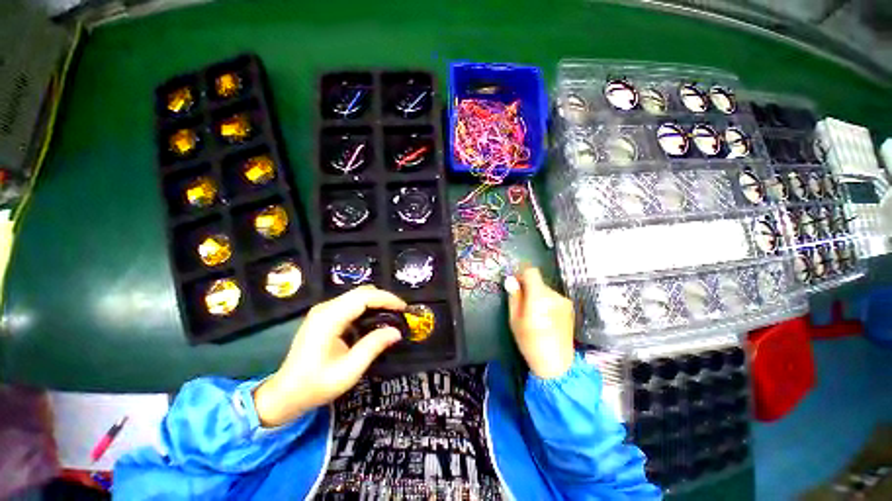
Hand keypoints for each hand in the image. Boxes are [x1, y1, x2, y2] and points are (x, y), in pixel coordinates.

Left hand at [253, 286, 405, 426]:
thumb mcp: (349, 370)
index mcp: (329, 318)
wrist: (285, 394)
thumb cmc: (316, 385)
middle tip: (400, 312)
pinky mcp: (324, 316)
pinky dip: (367, 308)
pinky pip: (351, 304)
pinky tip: (375, 320)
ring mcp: (324, 311)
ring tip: (392, 315)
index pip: (364, 297)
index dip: (387, 299)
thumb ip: (373, 346)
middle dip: (384, 299)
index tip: (404, 308)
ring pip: (357, 296)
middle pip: (361, 292)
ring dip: (376, 302)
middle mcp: (326, 308)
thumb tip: (396, 331)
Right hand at [505, 267, 574, 379]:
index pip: (531, 271)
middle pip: (538, 282)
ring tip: (534, 314)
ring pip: (545, 290)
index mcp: (539, 297)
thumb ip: (514, 297)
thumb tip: (510, 279)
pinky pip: (553, 298)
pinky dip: (547, 302)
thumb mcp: (515, 319)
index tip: (515, 284)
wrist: (557, 364)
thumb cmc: (530, 342)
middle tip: (521, 304)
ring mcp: (564, 301)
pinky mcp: (570, 308)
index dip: (521, 274)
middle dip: (528, 288)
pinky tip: (545, 318)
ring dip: (537, 295)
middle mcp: (554, 295)